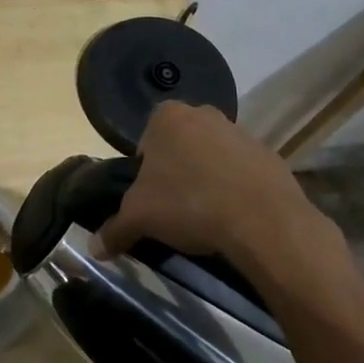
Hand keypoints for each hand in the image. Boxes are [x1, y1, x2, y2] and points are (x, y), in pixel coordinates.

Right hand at [95, 102, 316, 262]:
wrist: (262, 220)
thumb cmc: (189, 203)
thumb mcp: (140, 218)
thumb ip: (114, 229)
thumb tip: (94, 248)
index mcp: (167, 117)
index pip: (145, 142)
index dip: (145, 172)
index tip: (151, 199)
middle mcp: (203, 114)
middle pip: (180, 146)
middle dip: (177, 172)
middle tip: (175, 208)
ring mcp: (240, 132)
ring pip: (213, 156)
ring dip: (208, 179)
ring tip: (207, 216)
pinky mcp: (270, 155)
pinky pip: (243, 171)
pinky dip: (237, 189)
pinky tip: (235, 217)